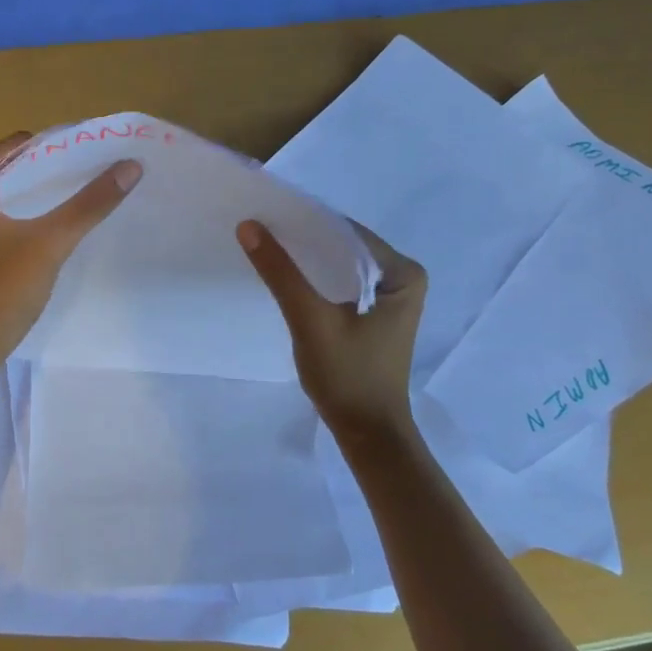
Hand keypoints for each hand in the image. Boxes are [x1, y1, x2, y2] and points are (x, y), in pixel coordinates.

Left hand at [0, 132, 141, 356]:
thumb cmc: (1, 287)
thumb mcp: (50, 241)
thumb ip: (90, 203)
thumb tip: (131, 165)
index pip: (16, 147)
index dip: (56, 145)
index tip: (93, 148)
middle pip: (19, 170)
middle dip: (57, 169)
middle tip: (101, 166)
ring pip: (20, 196)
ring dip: (52, 194)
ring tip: (95, 187)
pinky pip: (18, 218)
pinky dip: (43, 215)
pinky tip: (73, 220)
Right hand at [237, 218, 426, 440]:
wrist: (367, 434)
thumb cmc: (347, 376)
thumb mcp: (310, 320)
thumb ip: (281, 272)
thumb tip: (248, 226)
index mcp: (402, 273)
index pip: (347, 233)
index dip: (306, 223)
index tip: (268, 216)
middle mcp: (403, 278)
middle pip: (344, 248)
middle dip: (306, 241)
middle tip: (261, 230)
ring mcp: (391, 299)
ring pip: (340, 267)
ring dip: (308, 261)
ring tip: (268, 248)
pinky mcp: (375, 316)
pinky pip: (341, 285)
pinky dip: (316, 281)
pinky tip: (288, 279)